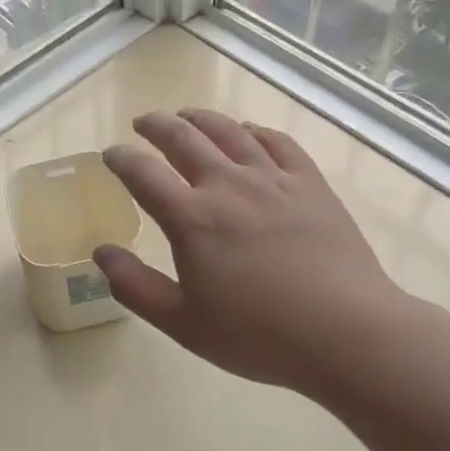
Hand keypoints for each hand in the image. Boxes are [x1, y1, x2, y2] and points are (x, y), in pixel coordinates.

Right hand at [93, 109, 413, 398]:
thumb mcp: (183, 323)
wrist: (348, 332)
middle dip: (156, 125)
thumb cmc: (259, 334)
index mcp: (191, 218)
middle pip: (183, 138)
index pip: (142, 173)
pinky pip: (276, 142)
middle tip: (143, 123)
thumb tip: (102, 251)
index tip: (111, 154)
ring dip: (200, 118)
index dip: (121, 158)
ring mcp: (272, 179)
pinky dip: (254, 131)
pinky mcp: (309, 183)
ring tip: (186, 115)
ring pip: (228, 131)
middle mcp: (227, 185)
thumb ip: (135, 286)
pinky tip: (247, 133)